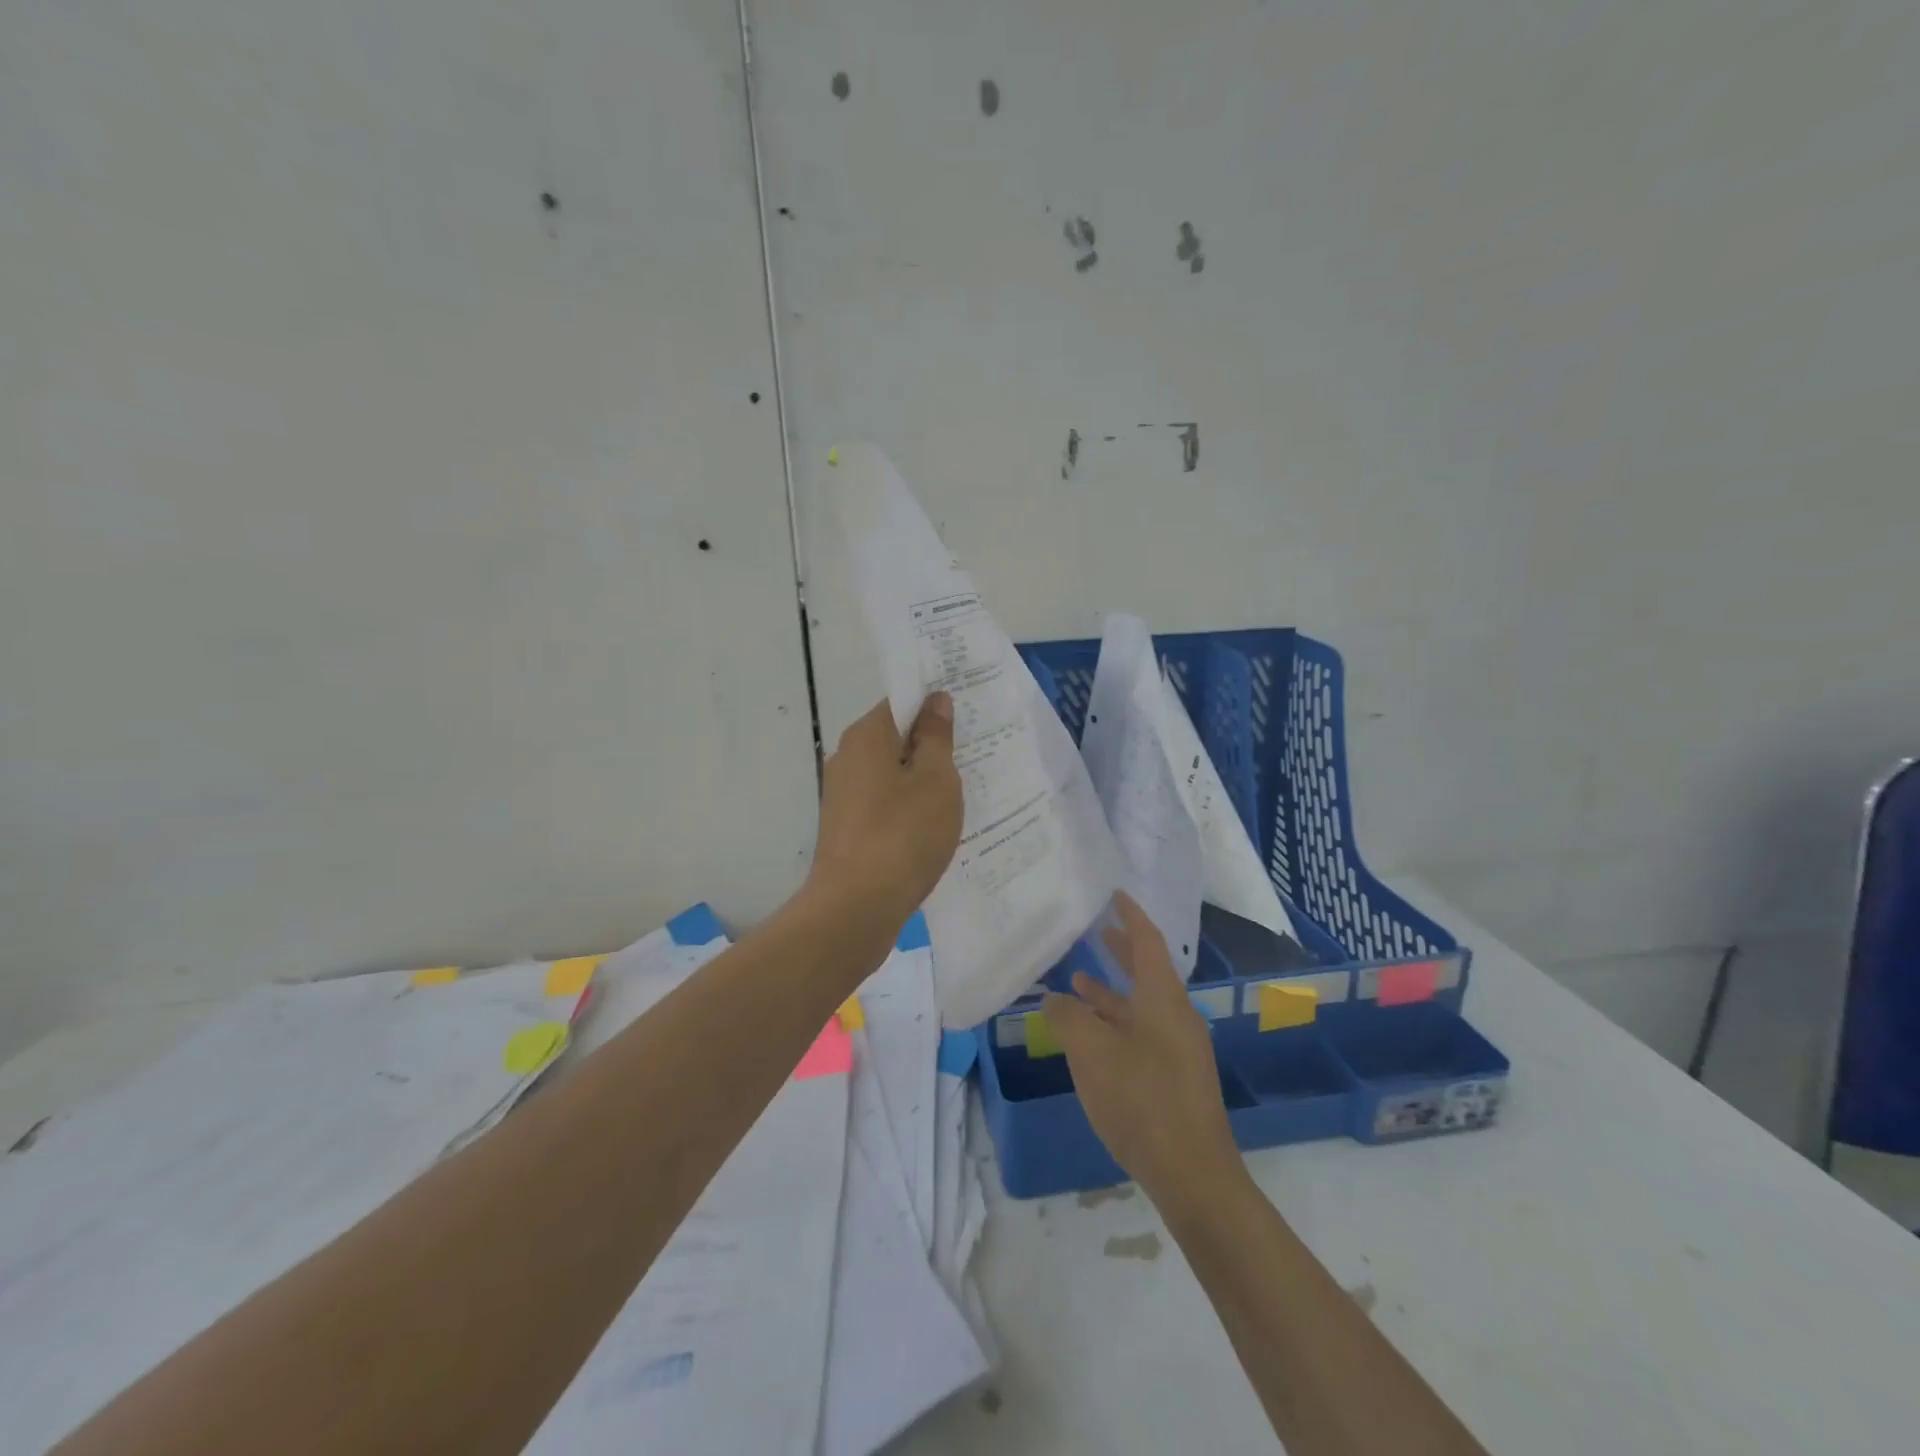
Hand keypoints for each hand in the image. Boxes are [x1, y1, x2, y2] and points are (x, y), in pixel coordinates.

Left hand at [807, 694, 962, 924]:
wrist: (855, 908)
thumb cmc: (902, 835)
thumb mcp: (935, 781)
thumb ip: (936, 737)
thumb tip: (934, 701)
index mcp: (866, 737)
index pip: (901, 702)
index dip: (934, 704)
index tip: (968, 715)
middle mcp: (847, 758)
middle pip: (895, 738)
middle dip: (931, 744)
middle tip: (974, 754)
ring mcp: (843, 795)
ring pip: (890, 773)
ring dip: (922, 779)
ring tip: (962, 791)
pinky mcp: (846, 827)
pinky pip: (884, 802)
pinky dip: (908, 806)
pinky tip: (934, 825)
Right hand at [1043, 894, 1242, 1212]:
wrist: (1193, 1175)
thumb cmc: (1142, 1101)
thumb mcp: (1092, 1054)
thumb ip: (1069, 1019)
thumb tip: (1054, 999)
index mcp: (1163, 999)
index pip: (1148, 942)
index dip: (1130, 916)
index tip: (1115, 895)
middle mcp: (1176, 1016)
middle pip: (1148, 971)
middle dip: (1121, 950)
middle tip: (1096, 932)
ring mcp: (1179, 1048)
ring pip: (1142, 1005)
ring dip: (1112, 992)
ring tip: (1077, 983)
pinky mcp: (1175, 1076)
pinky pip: (1142, 1032)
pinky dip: (1116, 1023)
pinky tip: (1091, 1037)